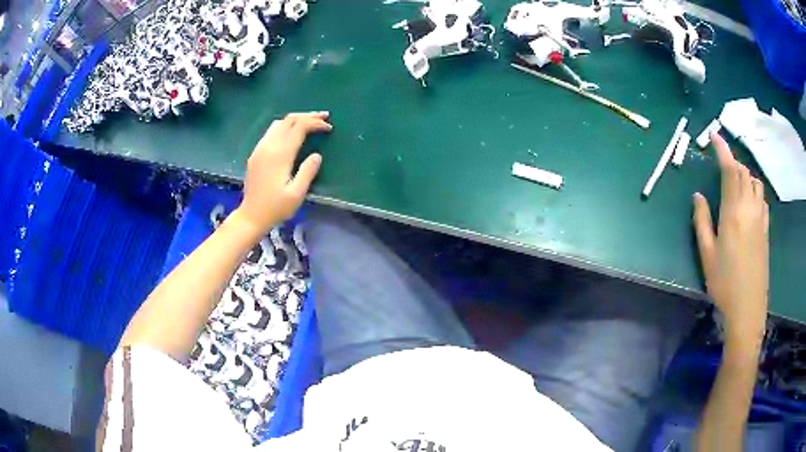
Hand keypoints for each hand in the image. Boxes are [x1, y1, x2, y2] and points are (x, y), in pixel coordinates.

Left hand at [235, 112, 331, 233]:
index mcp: (280, 154)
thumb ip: (308, 172)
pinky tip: (292, 133)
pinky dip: (285, 126)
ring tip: (310, 122)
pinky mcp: (256, 153)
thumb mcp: (297, 194)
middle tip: (324, 117)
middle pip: (289, 120)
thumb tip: (317, 155)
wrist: (251, 215)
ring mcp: (260, 148)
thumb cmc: (276, 208)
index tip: (329, 127)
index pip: (299, 127)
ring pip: (279, 123)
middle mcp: (269, 146)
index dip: (315, 123)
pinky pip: (271, 131)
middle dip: (308, 116)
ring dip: (295, 119)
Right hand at [693, 132, 768, 349]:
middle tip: (721, 162)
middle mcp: (749, 209)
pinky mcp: (766, 230)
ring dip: (745, 175)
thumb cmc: (724, 284)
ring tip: (735, 180)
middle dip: (732, 161)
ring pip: (755, 183)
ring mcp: (760, 218)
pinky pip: (762, 199)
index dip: (722, 149)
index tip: (714, 135)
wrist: (748, 308)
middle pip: (743, 173)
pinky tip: (749, 200)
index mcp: (732, 212)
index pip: (729, 170)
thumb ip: (702, 221)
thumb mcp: (707, 254)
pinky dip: (755, 190)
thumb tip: (697, 195)